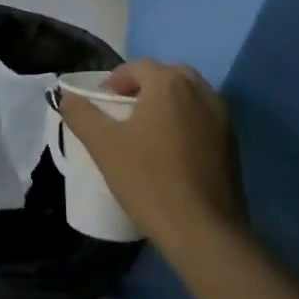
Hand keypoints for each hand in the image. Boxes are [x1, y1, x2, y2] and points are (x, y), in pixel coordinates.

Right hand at [58, 60, 244, 255]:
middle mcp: (201, 91)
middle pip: (168, 76)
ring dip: (167, 104)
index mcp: (170, 84)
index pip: (138, 66)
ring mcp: (223, 118)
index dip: (116, 80)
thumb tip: (65, 95)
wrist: (203, 231)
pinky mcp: (233, 145)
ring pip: (189, 97)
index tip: (102, 104)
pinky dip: (186, 124)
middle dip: (144, 87)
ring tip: (147, 133)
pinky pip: (203, 120)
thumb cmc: (148, 180)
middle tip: (124, 113)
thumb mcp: (103, 145)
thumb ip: (81, 114)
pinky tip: (171, 153)